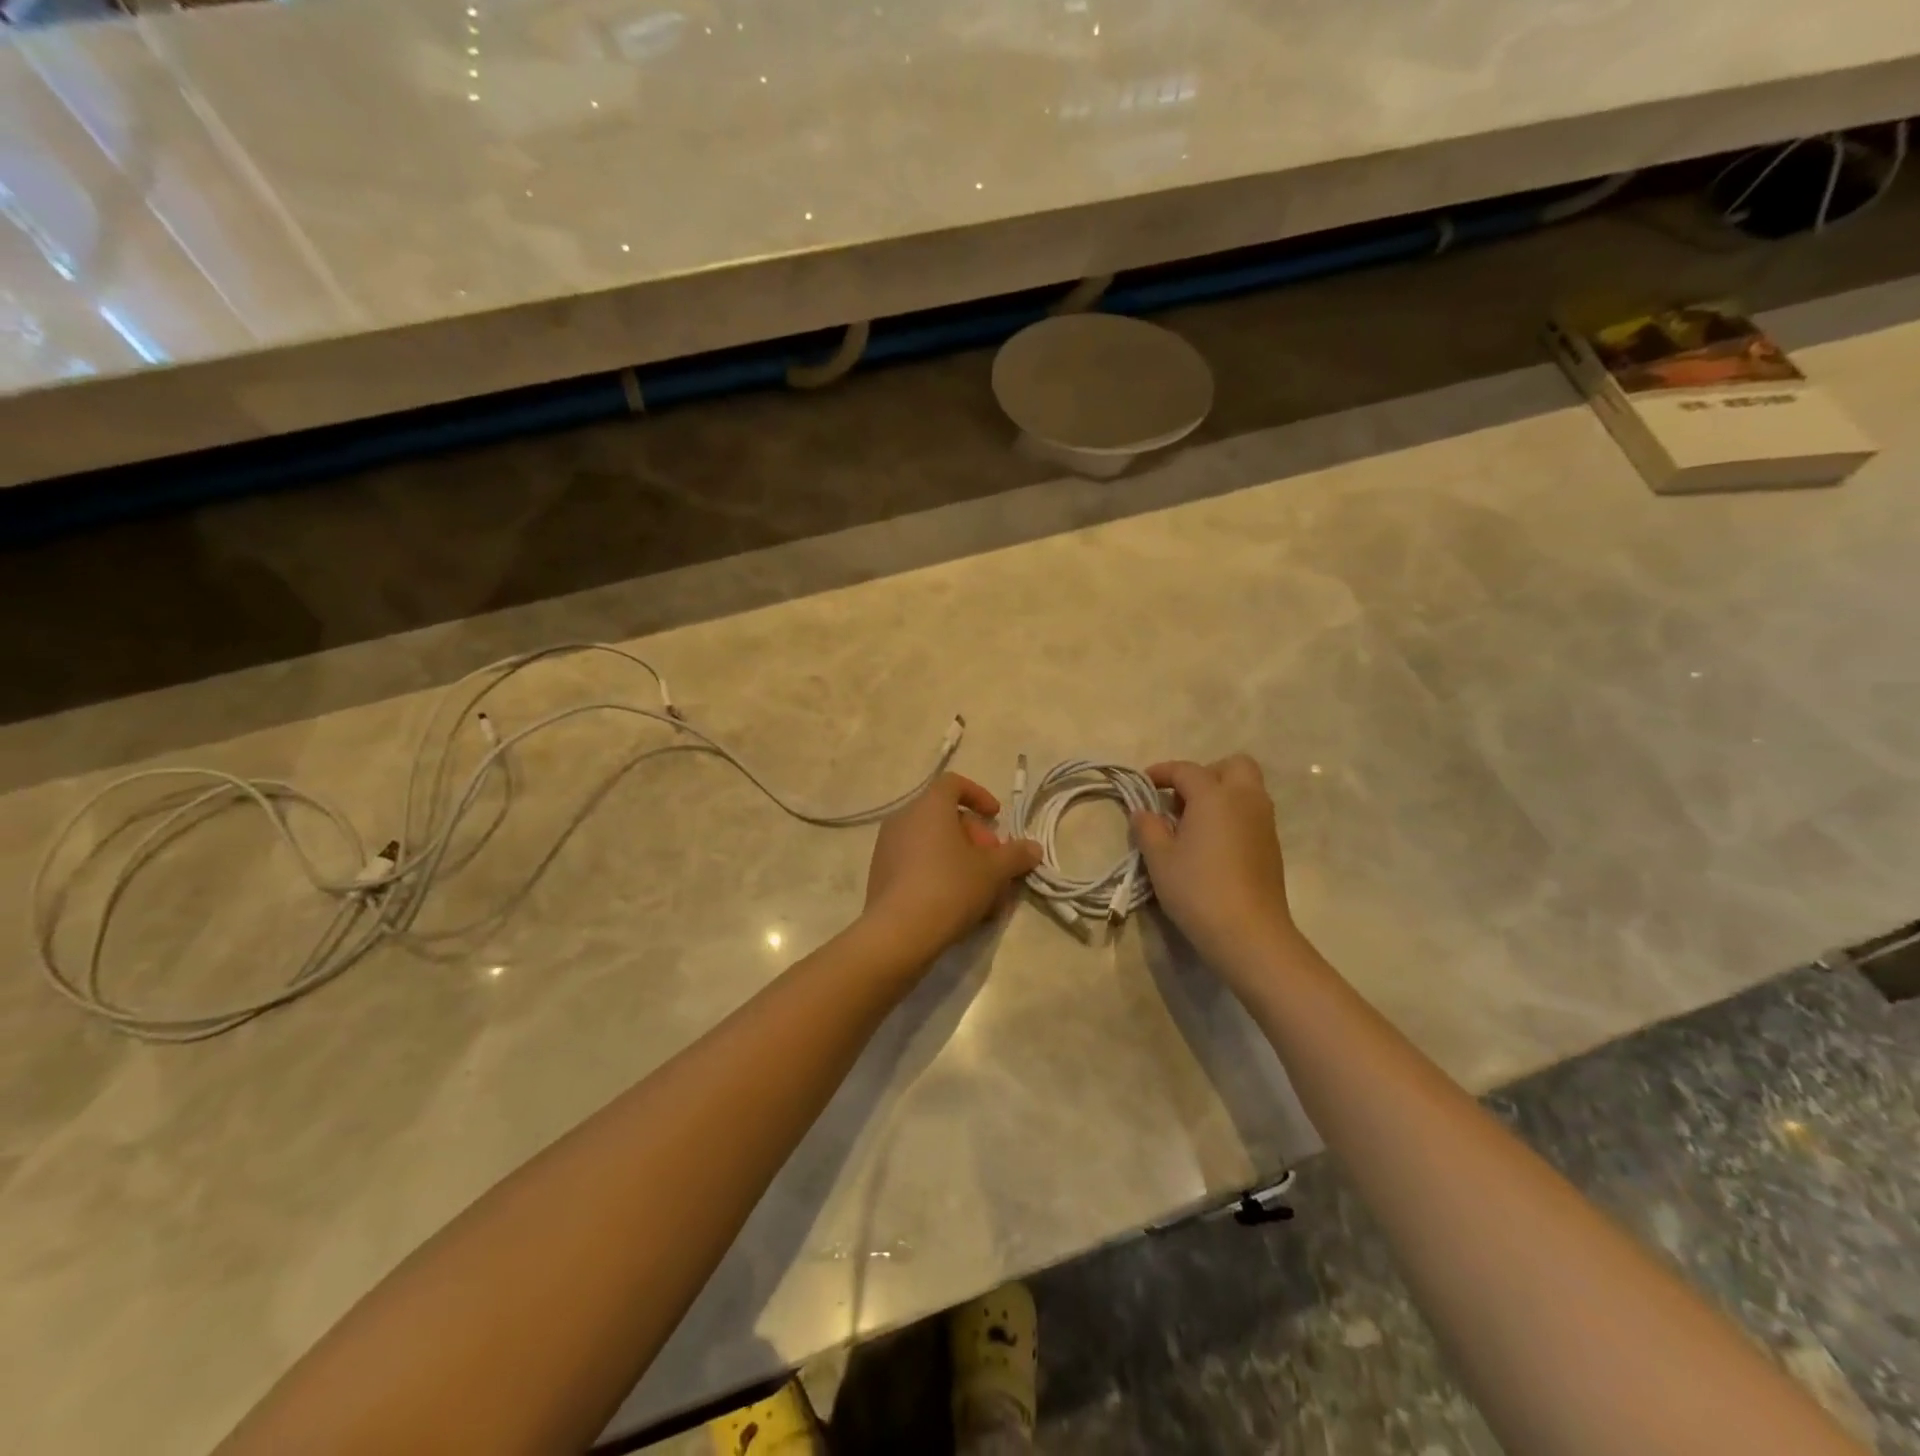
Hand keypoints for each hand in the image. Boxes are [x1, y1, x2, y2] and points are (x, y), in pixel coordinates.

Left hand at [862, 773, 1041, 962]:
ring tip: (982, 893)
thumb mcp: (993, 872)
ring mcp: (887, 848)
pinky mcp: (880, 875)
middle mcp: (903, 819)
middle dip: (975, 838)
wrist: (898, 933)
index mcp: (928, 807)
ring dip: (960, 861)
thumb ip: (1015, 856)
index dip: (979, 795)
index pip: (953, 784)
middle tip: (994, 865)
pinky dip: (940, 875)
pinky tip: (958, 906)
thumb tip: (1033, 848)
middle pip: (945, 817)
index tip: (996, 817)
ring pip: (933, 844)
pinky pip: (917, 864)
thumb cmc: (949, 887)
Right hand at [1130, 755, 1299, 978]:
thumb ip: (1148, 827)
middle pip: (1233, 766)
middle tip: (1181, 798)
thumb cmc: (1198, 889)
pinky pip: (1251, 813)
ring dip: (1221, 794)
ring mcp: (1264, 823)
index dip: (1162, 772)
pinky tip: (1212, 843)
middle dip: (1206, 773)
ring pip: (1246, 789)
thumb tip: (1144, 812)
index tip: (1143, 783)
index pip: (1186, 770)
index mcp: (1215, 796)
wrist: (1249, 933)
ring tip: (1193, 822)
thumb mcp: (1159, 858)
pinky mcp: (1272, 846)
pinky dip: (1232, 815)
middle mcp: (1245, 800)